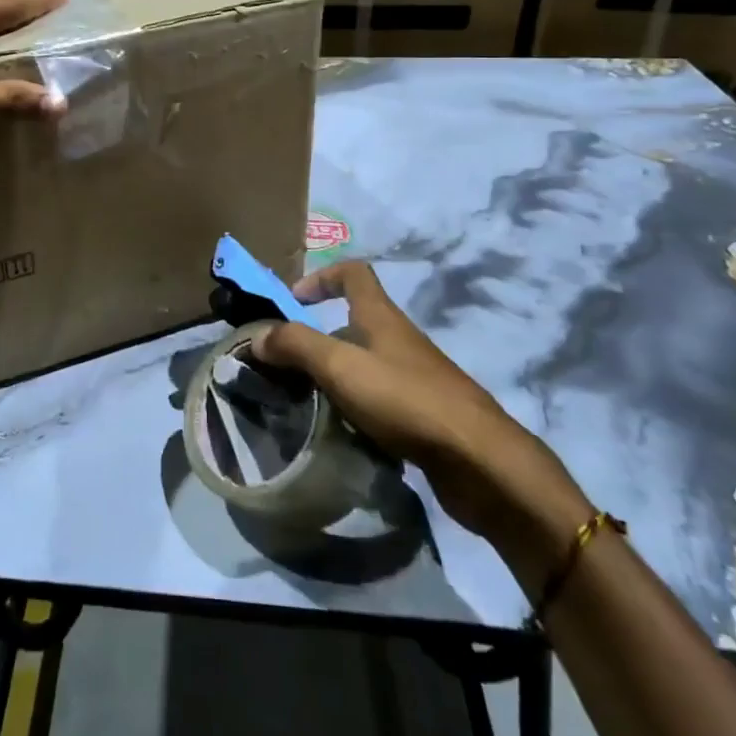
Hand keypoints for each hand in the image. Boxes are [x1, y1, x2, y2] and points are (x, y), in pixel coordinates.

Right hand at [251, 261, 590, 560]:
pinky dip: (356, 410)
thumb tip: (255, 337)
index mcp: (381, 317)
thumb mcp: (340, 366)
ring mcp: (416, 378)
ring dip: (334, 379)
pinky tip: (342, 435)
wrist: (480, 462)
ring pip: (364, 365)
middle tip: (285, 369)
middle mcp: (399, 340)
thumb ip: (295, 345)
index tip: (292, 302)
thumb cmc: (405, 399)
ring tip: (305, 405)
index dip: (320, 277)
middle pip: (353, 323)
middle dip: (317, 340)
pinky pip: (380, 401)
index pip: (353, 273)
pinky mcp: (425, 415)